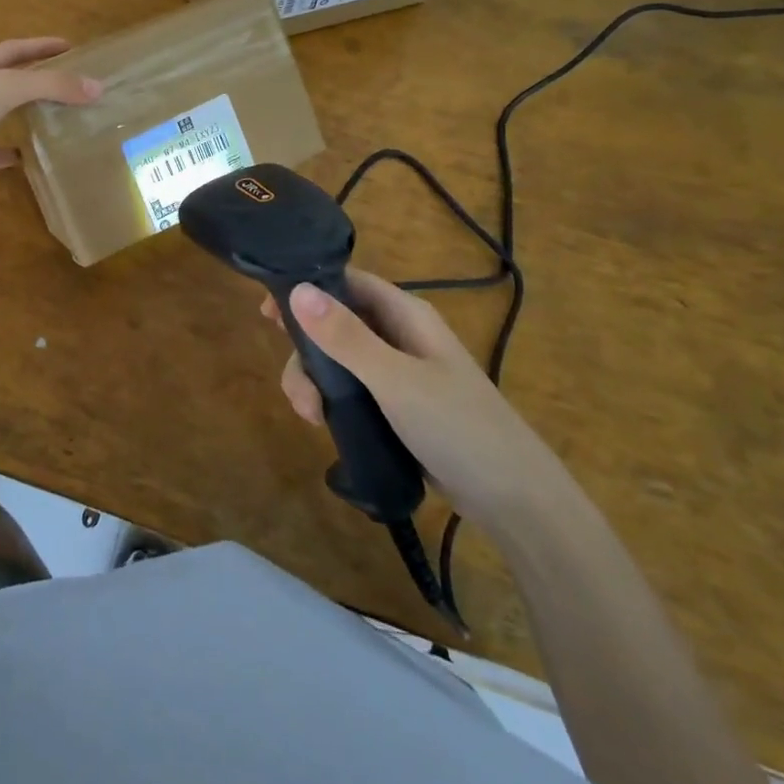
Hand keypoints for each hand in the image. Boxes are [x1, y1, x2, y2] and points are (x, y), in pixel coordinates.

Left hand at [0, 37, 101, 199]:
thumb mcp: (8, 88)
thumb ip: (51, 85)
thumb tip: (96, 87)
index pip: (12, 49)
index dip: (41, 46)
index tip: (70, 46)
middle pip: (3, 80)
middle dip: (32, 78)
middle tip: (65, 81)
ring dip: (19, 114)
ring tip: (50, 116)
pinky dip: (4, 153)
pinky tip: (24, 157)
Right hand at [264, 269, 569, 535]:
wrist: (515, 500)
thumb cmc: (458, 427)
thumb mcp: (395, 380)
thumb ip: (345, 337)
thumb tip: (297, 289)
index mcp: (405, 315)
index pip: (346, 283)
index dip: (306, 289)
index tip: (268, 312)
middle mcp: (400, 335)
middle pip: (336, 323)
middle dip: (307, 352)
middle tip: (294, 389)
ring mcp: (400, 371)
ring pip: (339, 360)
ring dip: (315, 382)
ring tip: (310, 417)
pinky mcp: (398, 405)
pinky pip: (352, 389)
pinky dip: (331, 400)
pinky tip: (324, 424)